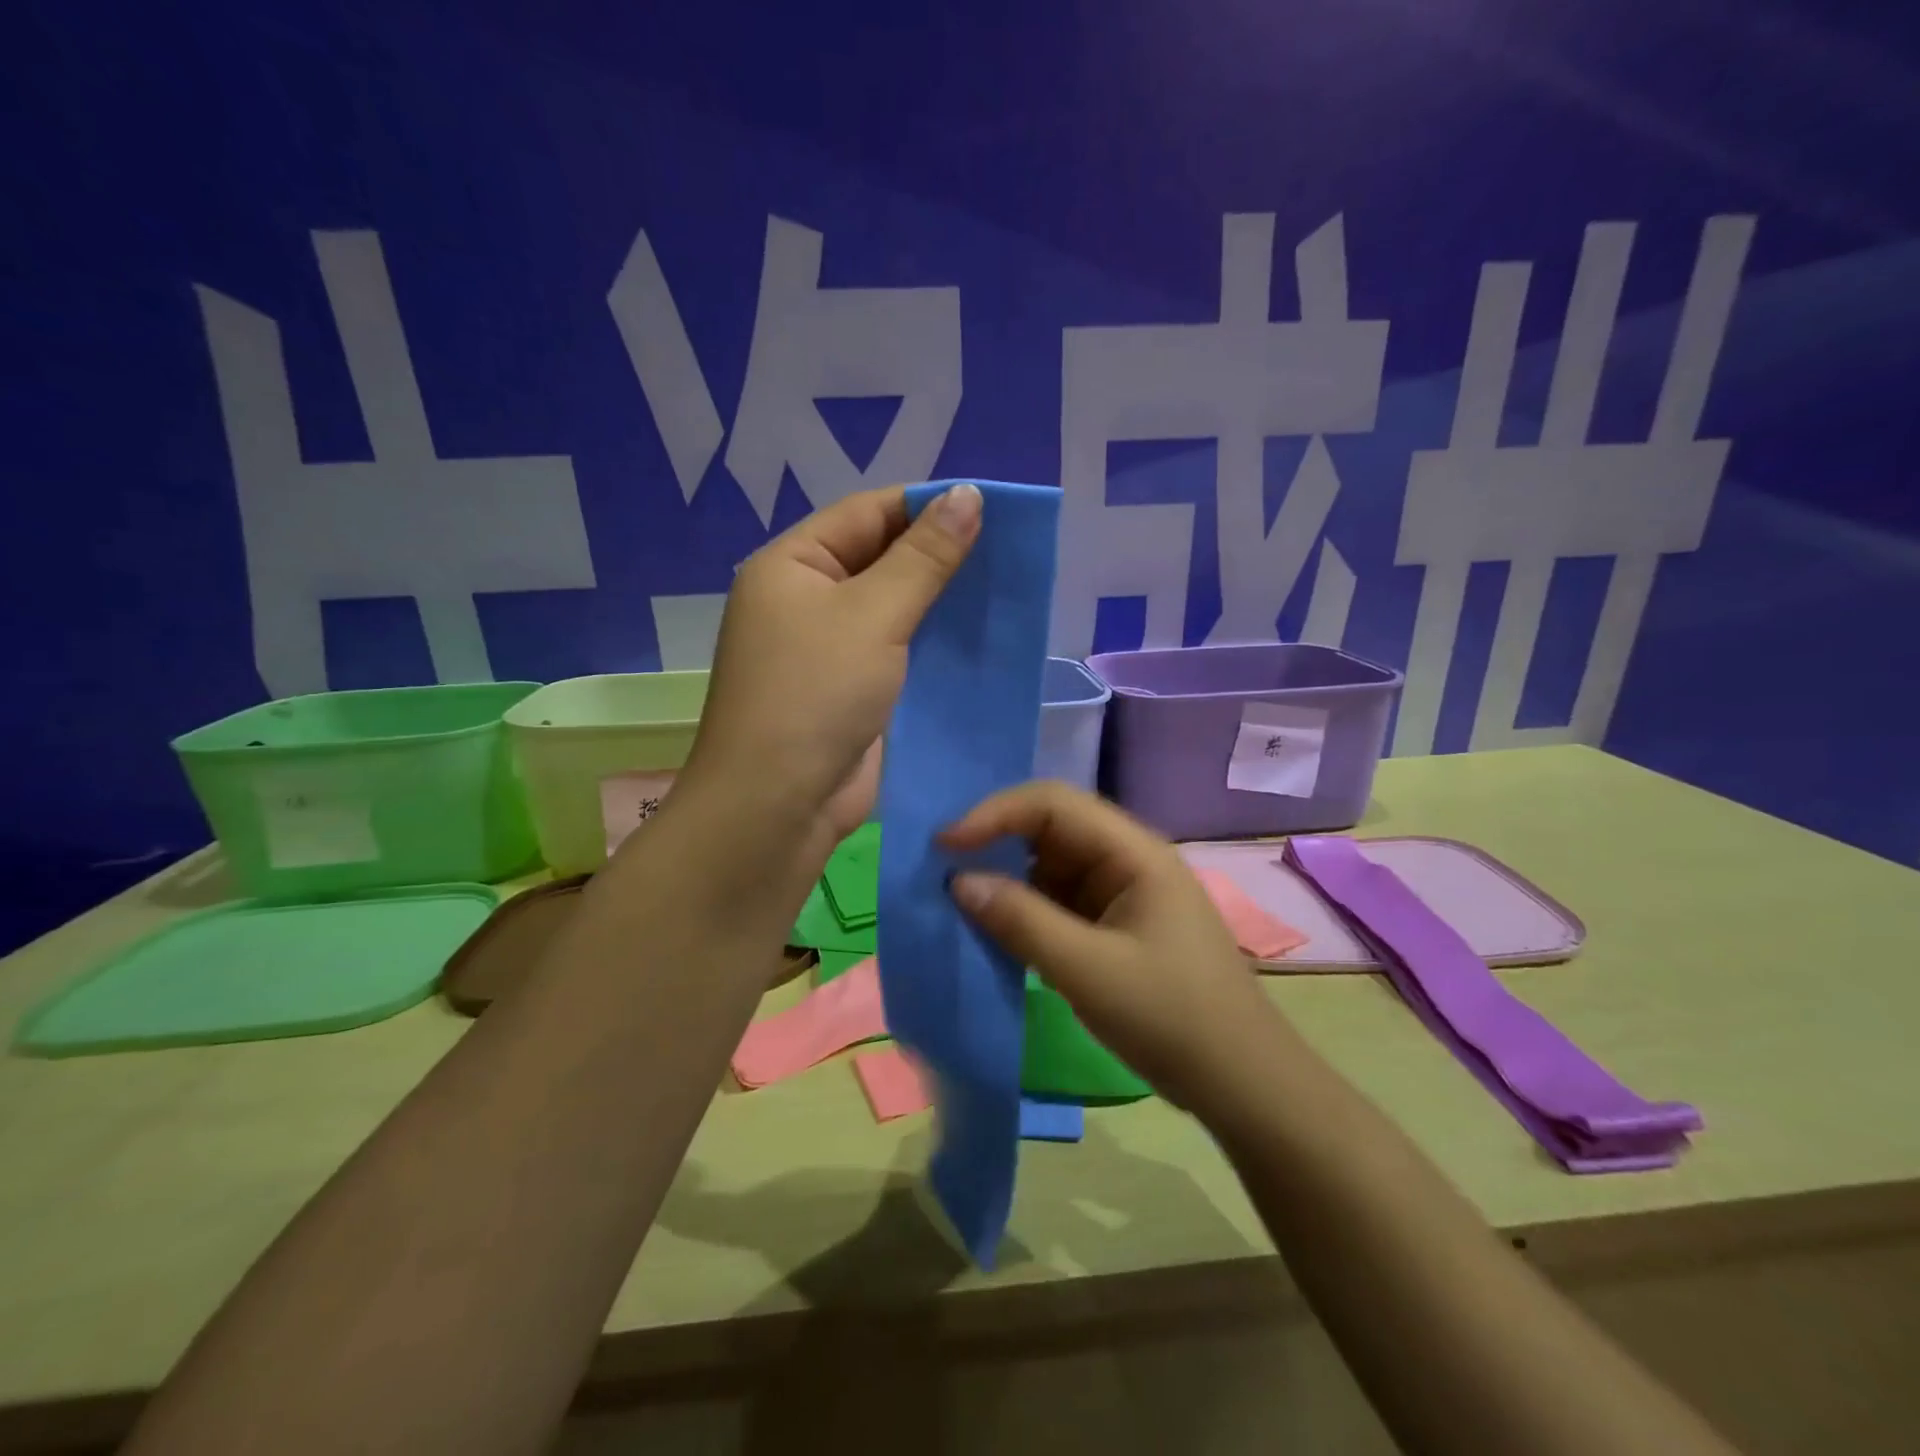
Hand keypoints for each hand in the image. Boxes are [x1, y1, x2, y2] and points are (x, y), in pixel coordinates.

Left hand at [679, 483, 980, 867]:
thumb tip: (968, 495)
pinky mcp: (850, 692)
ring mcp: (827, 651)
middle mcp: (805, 601)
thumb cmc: (816, 695)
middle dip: (938, 556)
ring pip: (893, 610)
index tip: (990, 509)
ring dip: (940, 603)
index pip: (867, 514)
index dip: (927, 506)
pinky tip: (978, 640)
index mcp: (792, 565)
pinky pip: (897, 654)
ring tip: (1003, 590)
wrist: (778, 805)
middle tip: (1007, 552)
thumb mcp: (873, 615)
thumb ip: (924, 558)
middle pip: (880, 560)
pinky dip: (932, 646)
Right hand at [942, 780, 1289, 1120]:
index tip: (944, 845)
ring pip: (1049, 865)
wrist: (1240, 1082)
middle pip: (1049, 827)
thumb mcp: (1089, 970)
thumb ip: (1021, 921)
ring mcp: (1120, 892)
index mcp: (1132, 851)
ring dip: (1005, 878)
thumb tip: (957, 881)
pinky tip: (994, 928)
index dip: (994, 814)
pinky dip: (1023, 909)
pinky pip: (1057, 900)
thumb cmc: (1172, 1018)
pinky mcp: (1113, 924)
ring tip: (956, 899)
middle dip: (995, 841)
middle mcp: (1125, 858)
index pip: (1052, 803)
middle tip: (940, 868)